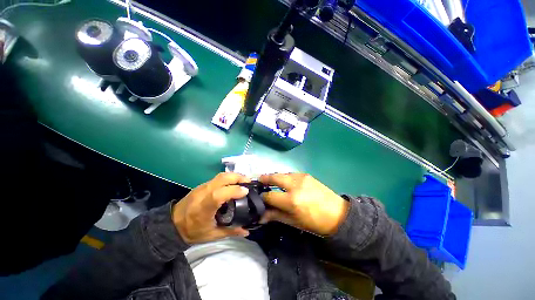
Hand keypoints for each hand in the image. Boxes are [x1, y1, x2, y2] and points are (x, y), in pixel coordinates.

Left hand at [172, 173, 250, 244]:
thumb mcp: (211, 235)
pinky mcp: (202, 185)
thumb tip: (247, 231)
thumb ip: (230, 231)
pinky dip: (229, 178)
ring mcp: (202, 187)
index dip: (234, 191)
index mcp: (203, 208)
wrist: (171, 225)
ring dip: (234, 176)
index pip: (218, 194)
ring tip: (244, 181)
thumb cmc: (192, 231)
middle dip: (238, 177)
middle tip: (248, 182)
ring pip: (221, 175)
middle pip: (222, 178)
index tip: (246, 191)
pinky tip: (234, 183)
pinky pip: (218, 178)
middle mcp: (203, 193)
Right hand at [259, 173, 348, 235]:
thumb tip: (260, 216)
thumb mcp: (294, 222)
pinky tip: (284, 182)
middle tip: (258, 181)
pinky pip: (290, 173)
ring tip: (270, 181)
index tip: (259, 198)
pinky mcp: (306, 174)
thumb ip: (276, 216)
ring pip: (282, 173)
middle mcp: (295, 185)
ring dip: (274, 176)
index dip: (262, 198)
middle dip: (264, 178)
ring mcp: (301, 177)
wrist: (337, 213)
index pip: (269, 196)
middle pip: (274, 177)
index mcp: (291, 200)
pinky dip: (284, 176)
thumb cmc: (314, 222)